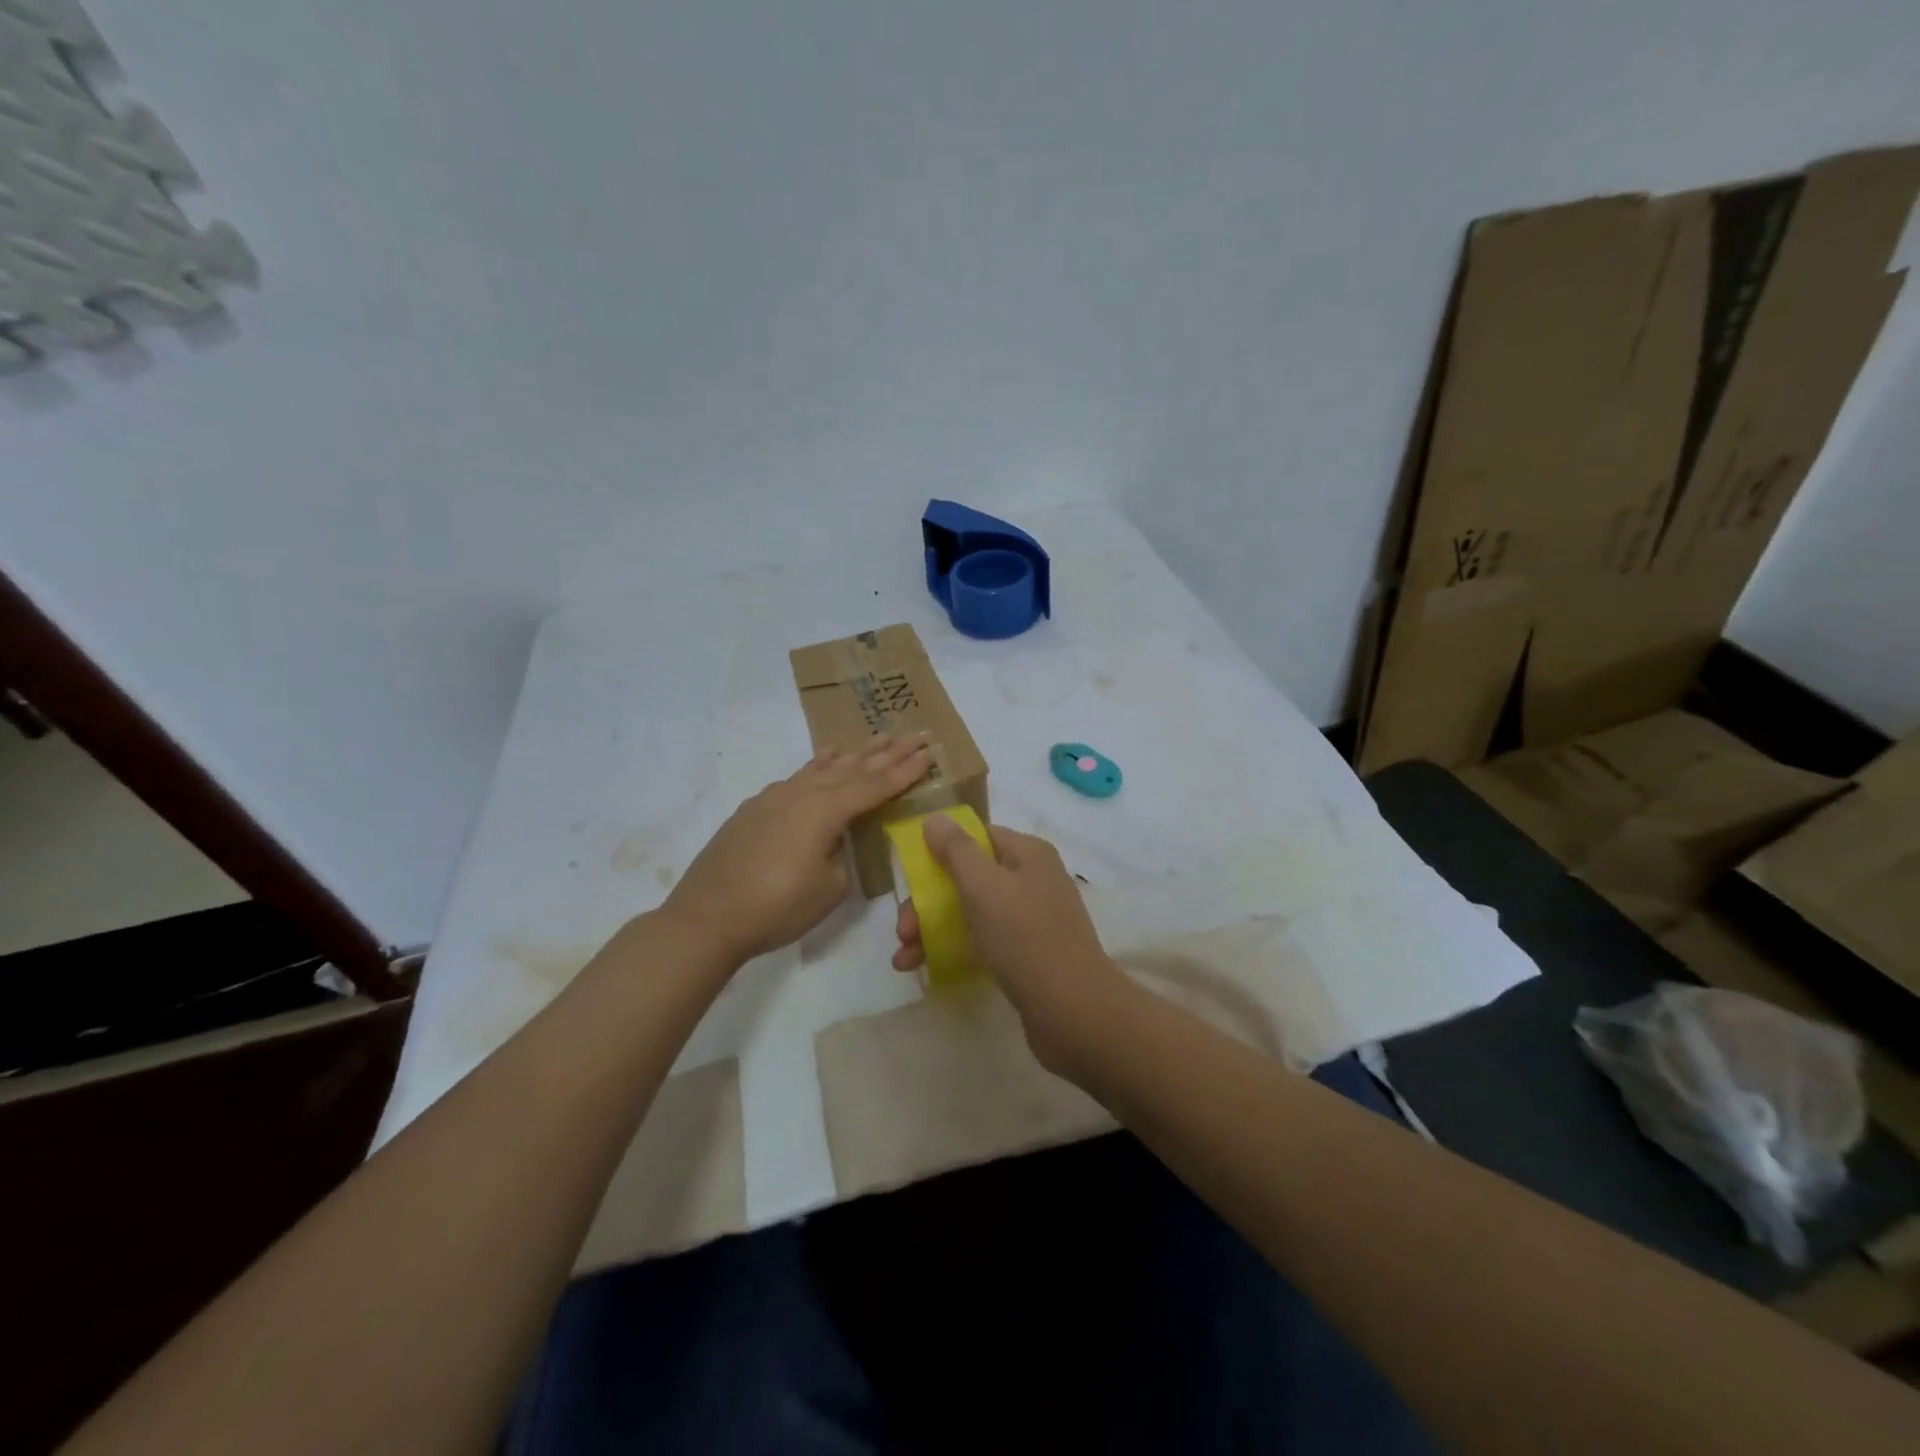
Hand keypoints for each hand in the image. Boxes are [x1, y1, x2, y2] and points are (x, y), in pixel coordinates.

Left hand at [663, 736, 930, 966]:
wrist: (706, 917)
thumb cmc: (776, 907)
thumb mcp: (829, 888)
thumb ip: (841, 854)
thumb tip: (836, 839)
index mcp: (825, 810)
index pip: (874, 786)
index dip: (904, 772)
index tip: (928, 754)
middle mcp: (801, 793)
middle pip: (852, 768)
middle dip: (886, 754)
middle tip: (913, 737)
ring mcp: (775, 797)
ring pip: (823, 768)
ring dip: (853, 754)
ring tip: (877, 738)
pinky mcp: (755, 809)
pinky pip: (798, 777)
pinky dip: (818, 765)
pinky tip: (824, 759)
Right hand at [892, 817, 1123, 1071]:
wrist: (1073, 1010)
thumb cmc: (1025, 937)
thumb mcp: (984, 886)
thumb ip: (956, 850)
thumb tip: (934, 818)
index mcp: (1028, 854)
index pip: (978, 836)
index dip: (941, 850)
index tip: (910, 874)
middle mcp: (1032, 879)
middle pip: (968, 877)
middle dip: (928, 901)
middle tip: (903, 931)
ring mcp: (1032, 919)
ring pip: (971, 912)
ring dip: (932, 929)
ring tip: (904, 959)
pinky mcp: (1028, 955)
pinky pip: (982, 941)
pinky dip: (953, 950)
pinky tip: (925, 969)